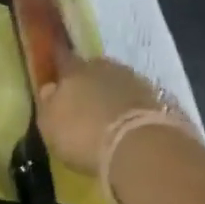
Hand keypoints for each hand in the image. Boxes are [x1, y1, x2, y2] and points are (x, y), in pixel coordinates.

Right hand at [36, 57, 169, 175]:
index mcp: (74, 70)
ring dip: (110, 94)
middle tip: (83, 102)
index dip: (58, 62)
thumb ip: (48, 104)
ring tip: (106, 116)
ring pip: (116, 82)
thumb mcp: (50, 125)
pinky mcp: (156, 97)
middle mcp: (104, 66)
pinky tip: (125, 123)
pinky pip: (134, 98)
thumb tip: (49, 88)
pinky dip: (128, 107)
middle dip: (87, 82)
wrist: (137, 145)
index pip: (62, 58)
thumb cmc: (82, 135)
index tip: (56, 67)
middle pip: (92, 69)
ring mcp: (133, 79)